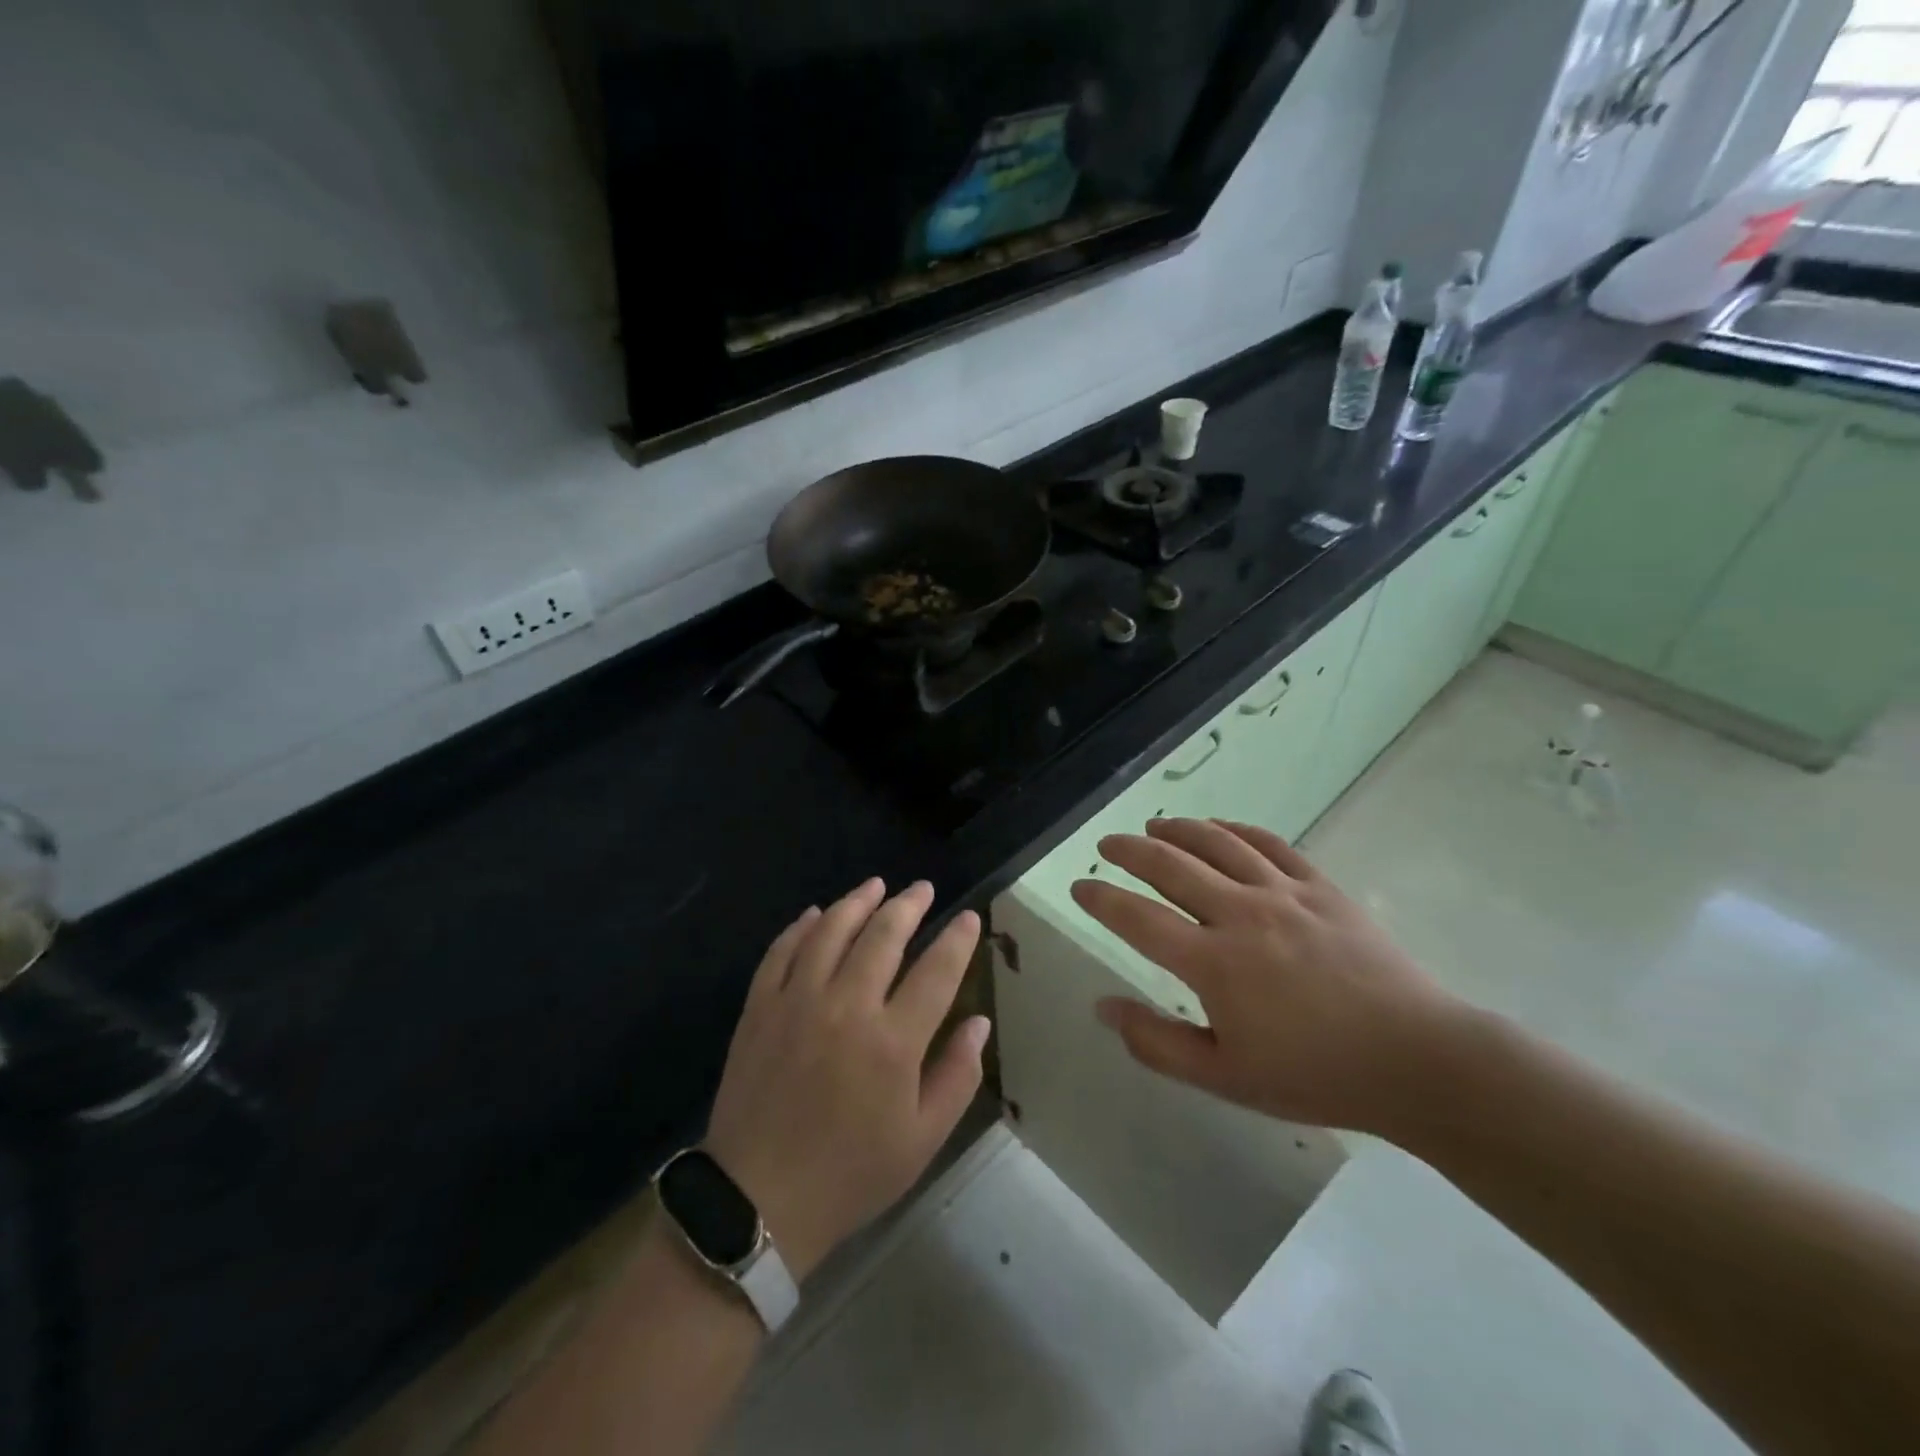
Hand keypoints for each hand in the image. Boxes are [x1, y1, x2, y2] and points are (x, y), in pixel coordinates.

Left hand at [703, 879, 989, 1280]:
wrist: (757, 1202)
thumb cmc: (850, 1174)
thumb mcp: (922, 1140)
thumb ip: (957, 1076)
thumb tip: (979, 1022)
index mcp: (893, 1042)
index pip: (936, 971)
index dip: (957, 939)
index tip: (969, 917)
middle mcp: (847, 1007)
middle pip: (884, 936)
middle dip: (909, 905)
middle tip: (923, 889)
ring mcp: (797, 1002)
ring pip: (831, 931)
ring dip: (857, 902)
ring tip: (876, 885)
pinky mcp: (760, 1008)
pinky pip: (782, 951)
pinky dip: (801, 927)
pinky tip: (815, 914)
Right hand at [1071, 818, 1465, 1137]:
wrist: (1416, 1060)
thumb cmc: (1314, 1075)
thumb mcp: (1225, 1078)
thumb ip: (1156, 1042)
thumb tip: (1103, 1006)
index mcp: (1213, 963)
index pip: (1137, 917)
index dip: (1101, 898)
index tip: (1079, 886)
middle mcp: (1240, 914)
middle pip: (1170, 865)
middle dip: (1129, 850)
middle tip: (1107, 844)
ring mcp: (1283, 893)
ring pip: (1216, 843)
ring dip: (1178, 829)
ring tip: (1154, 825)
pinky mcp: (1320, 887)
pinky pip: (1268, 843)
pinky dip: (1236, 830)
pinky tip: (1220, 829)